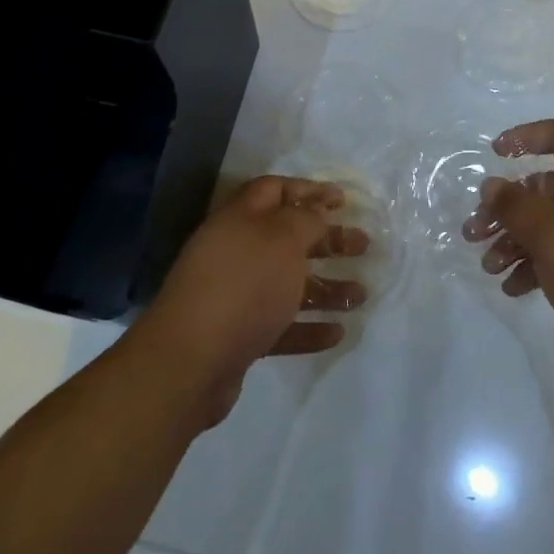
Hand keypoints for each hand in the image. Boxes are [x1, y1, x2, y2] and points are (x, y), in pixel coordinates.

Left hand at [134, 176, 368, 427]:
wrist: (190, 363)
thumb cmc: (243, 285)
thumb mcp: (283, 239)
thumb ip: (306, 219)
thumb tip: (317, 210)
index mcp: (241, 219)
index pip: (275, 190)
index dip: (309, 190)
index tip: (343, 200)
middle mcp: (236, 252)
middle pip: (288, 238)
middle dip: (328, 240)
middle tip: (363, 245)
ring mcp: (236, 296)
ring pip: (289, 284)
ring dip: (326, 287)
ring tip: (361, 295)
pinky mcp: (239, 337)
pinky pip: (282, 326)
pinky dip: (309, 327)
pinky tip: (337, 333)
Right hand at [463, 118, 553, 386]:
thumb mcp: (551, 232)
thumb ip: (515, 205)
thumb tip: (492, 186)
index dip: (527, 136)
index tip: (496, 153)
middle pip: (546, 187)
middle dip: (506, 207)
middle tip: (474, 230)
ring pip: (549, 225)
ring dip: (514, 240)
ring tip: (488, 266)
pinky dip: (535, 266)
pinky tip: (512, 287)